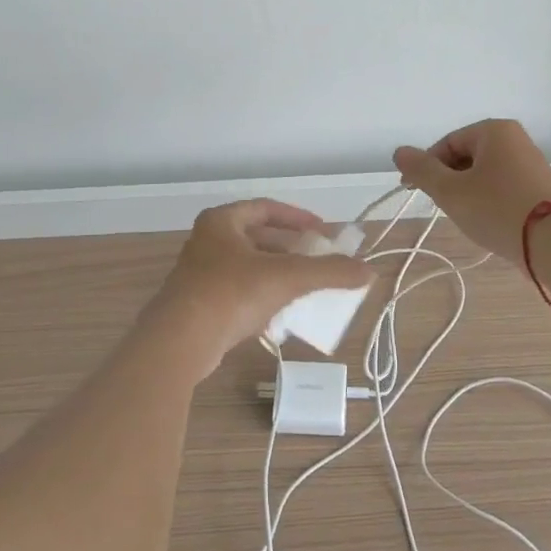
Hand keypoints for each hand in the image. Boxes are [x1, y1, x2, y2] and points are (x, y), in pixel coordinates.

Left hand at [141, 199, 373, 381]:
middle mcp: (208, 242)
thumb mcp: (287, 277)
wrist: (180, 342)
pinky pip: (240, 293)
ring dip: (280, 274)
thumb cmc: (231, 293)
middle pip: (259, 238)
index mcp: (222, 222)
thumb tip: (370, 271)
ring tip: (309, 286)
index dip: (298, 218)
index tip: (323, 232)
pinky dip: (264, 297)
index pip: (266, 208)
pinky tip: (284, 314)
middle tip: (321, 260)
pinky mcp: (201, 305)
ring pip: (250, 267)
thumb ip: (329, 272)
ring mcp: (201, 275)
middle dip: (292, 249)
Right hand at [392, 119, 550, 268]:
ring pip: (484, 175)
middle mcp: (516, 140)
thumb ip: (421, 170)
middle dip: (450, 181)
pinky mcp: (542, 188)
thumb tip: (399, 152)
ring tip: (468, 219)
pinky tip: (490, 223)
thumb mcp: (451, 191)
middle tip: (445, 207)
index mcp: (494, 131)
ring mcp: (532, 164)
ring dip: (469, 194)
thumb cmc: (498, 209)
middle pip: (466, 157)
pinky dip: (490, 202)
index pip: (446, 143)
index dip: (427, 168)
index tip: (416, 193)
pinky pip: (504, 188)